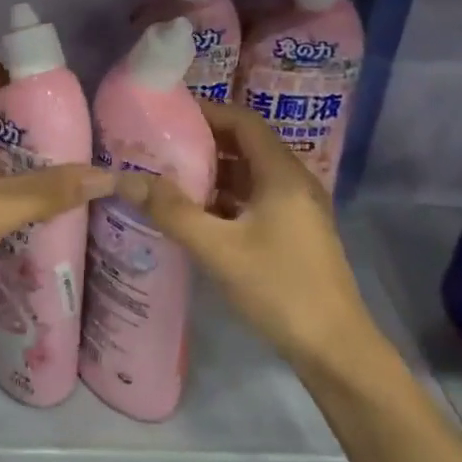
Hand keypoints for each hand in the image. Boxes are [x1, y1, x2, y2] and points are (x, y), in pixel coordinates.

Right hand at [115, 101, 384, 369]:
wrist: (335, 349)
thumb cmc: (279, 288)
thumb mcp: (218, 249)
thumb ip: (172, 212)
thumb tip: (126, 180)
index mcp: (282, 173)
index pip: (243, 121)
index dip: (207, 112)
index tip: (167, 114)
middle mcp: (293, 181)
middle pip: (245, 145)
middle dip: (203, 142)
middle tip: (158, 145)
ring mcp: (296, 209)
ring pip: (249, 175)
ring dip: (212, 172)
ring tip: (168, 176)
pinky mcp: (294, 232)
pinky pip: (254, 200)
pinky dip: (225, 198)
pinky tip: (195, 214)